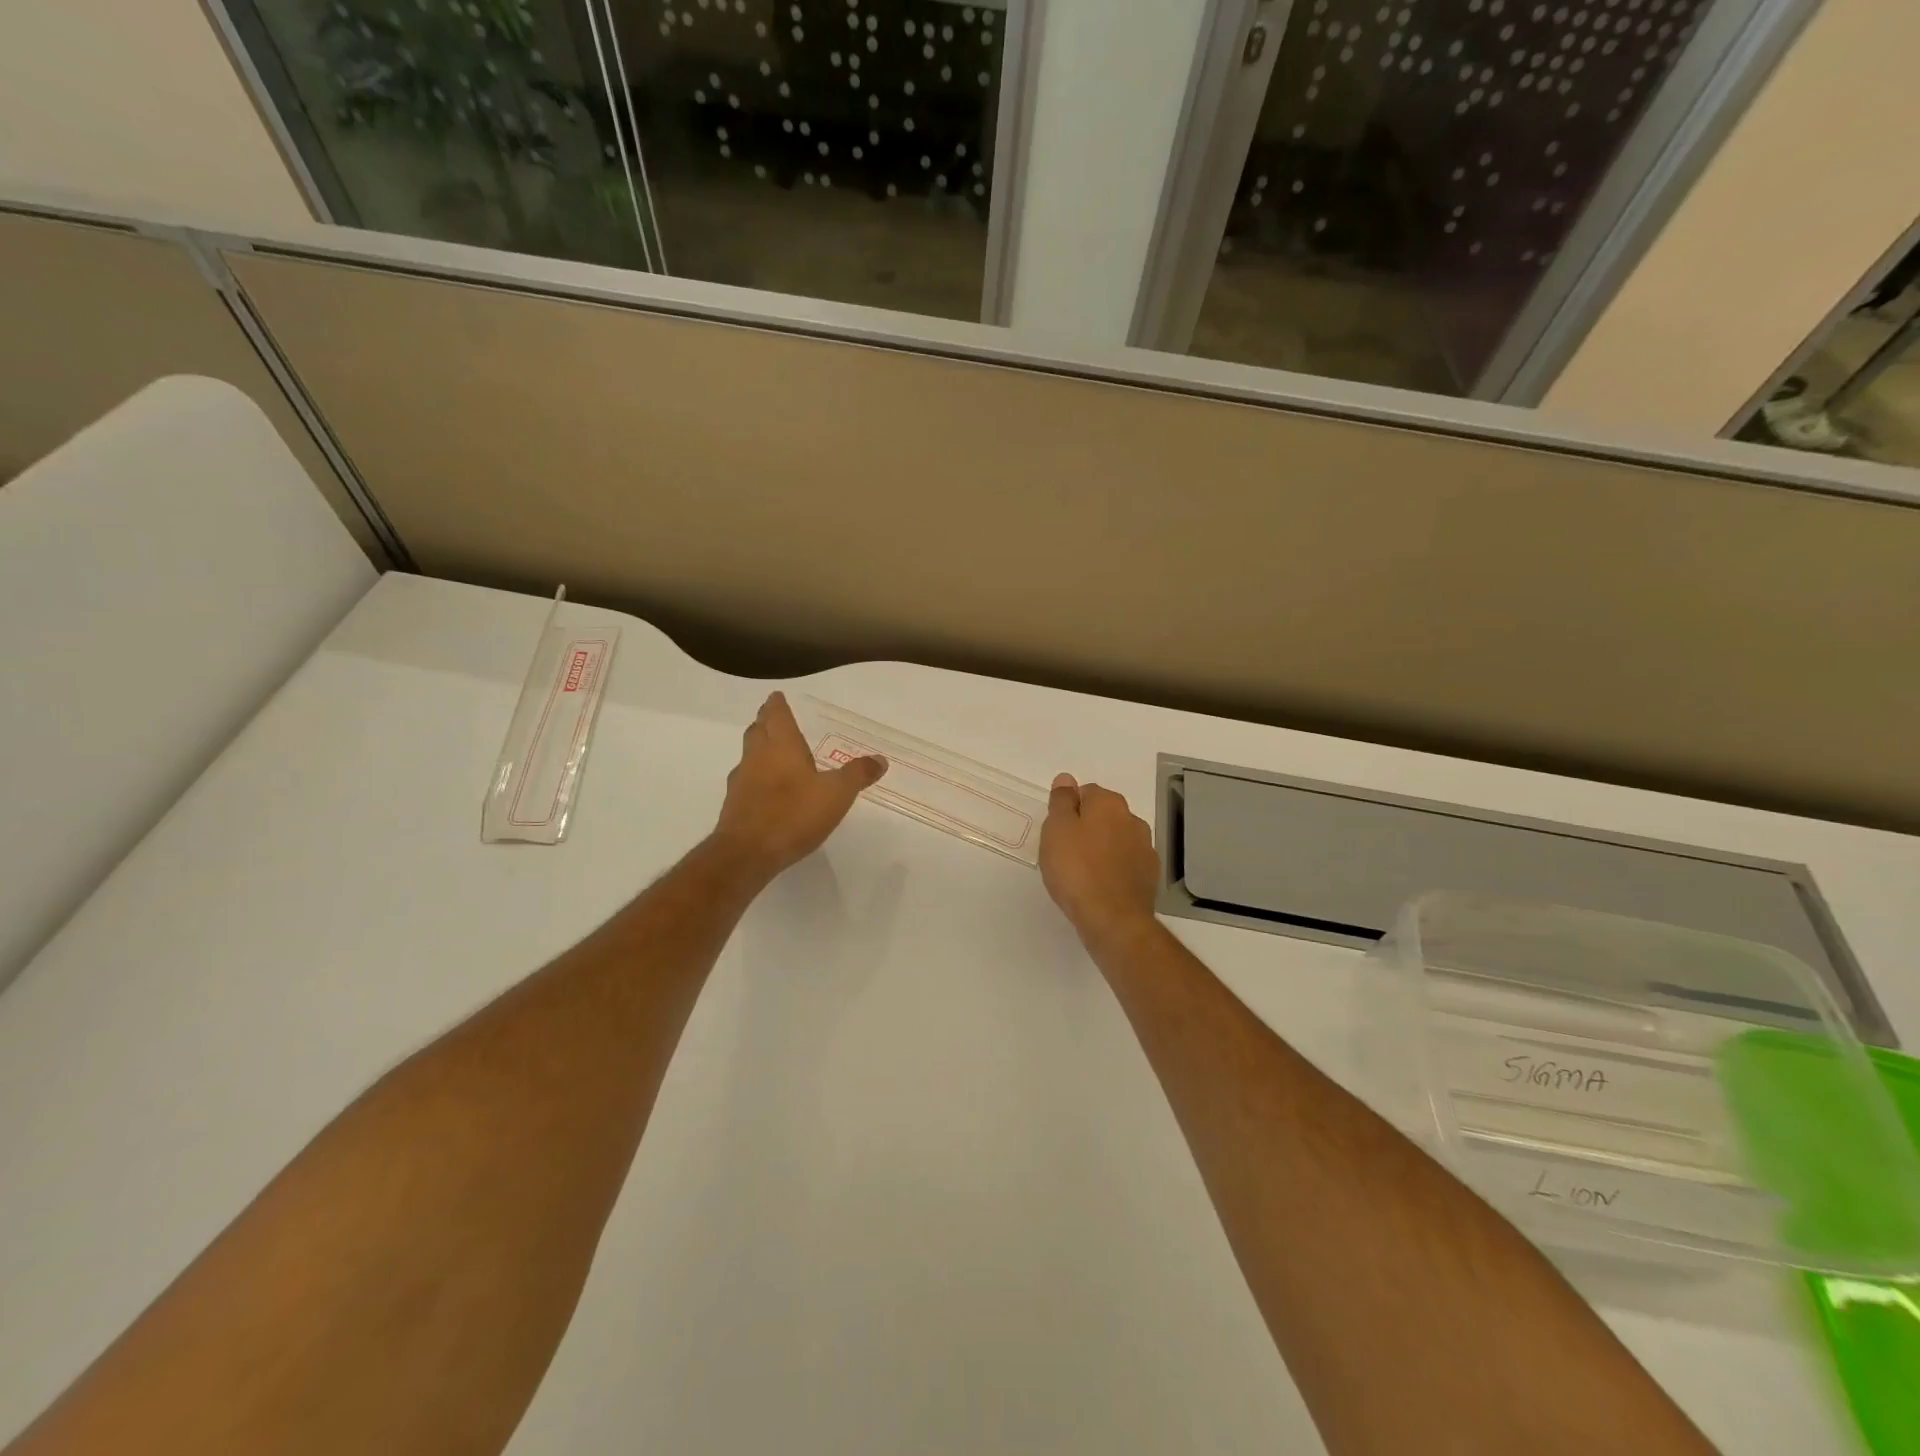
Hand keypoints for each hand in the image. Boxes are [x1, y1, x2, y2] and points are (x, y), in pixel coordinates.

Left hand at [712, 693, 885, 881]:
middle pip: (757, 730)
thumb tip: (880, 759)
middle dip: (766, 722)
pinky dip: (756, 777)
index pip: (776, 714)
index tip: (778, 697)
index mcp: (781, 745)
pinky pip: (746, 781)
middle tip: (776, 720)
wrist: (747, 854)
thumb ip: (857, 774)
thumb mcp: (836, 794)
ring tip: (775, 754)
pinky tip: (769, 791)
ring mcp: (741, 781)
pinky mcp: (734, 805)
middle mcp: (757, 756)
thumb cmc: (793, 814)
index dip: (777, 704)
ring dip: (760, 749)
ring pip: (749, 755)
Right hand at [1039, 774, 1159, 945]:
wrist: (1113, 918)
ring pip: (1117, 839)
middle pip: (1103, 815)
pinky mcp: (1150, 874)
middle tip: (1066, 852)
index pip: (1086, 792)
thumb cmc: (1076, 870)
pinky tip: (1100, 886)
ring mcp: (1145, 847)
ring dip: (1102, 848)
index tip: (1057, 833)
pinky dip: (1115, 868)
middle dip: (1087, 827)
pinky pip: (1127, 862)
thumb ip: (1061, 801)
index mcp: (1108, 803)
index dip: (1069, 810)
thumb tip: (1066, 779)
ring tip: (1082, 873)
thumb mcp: (1056, 830)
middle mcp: (1132, 819)